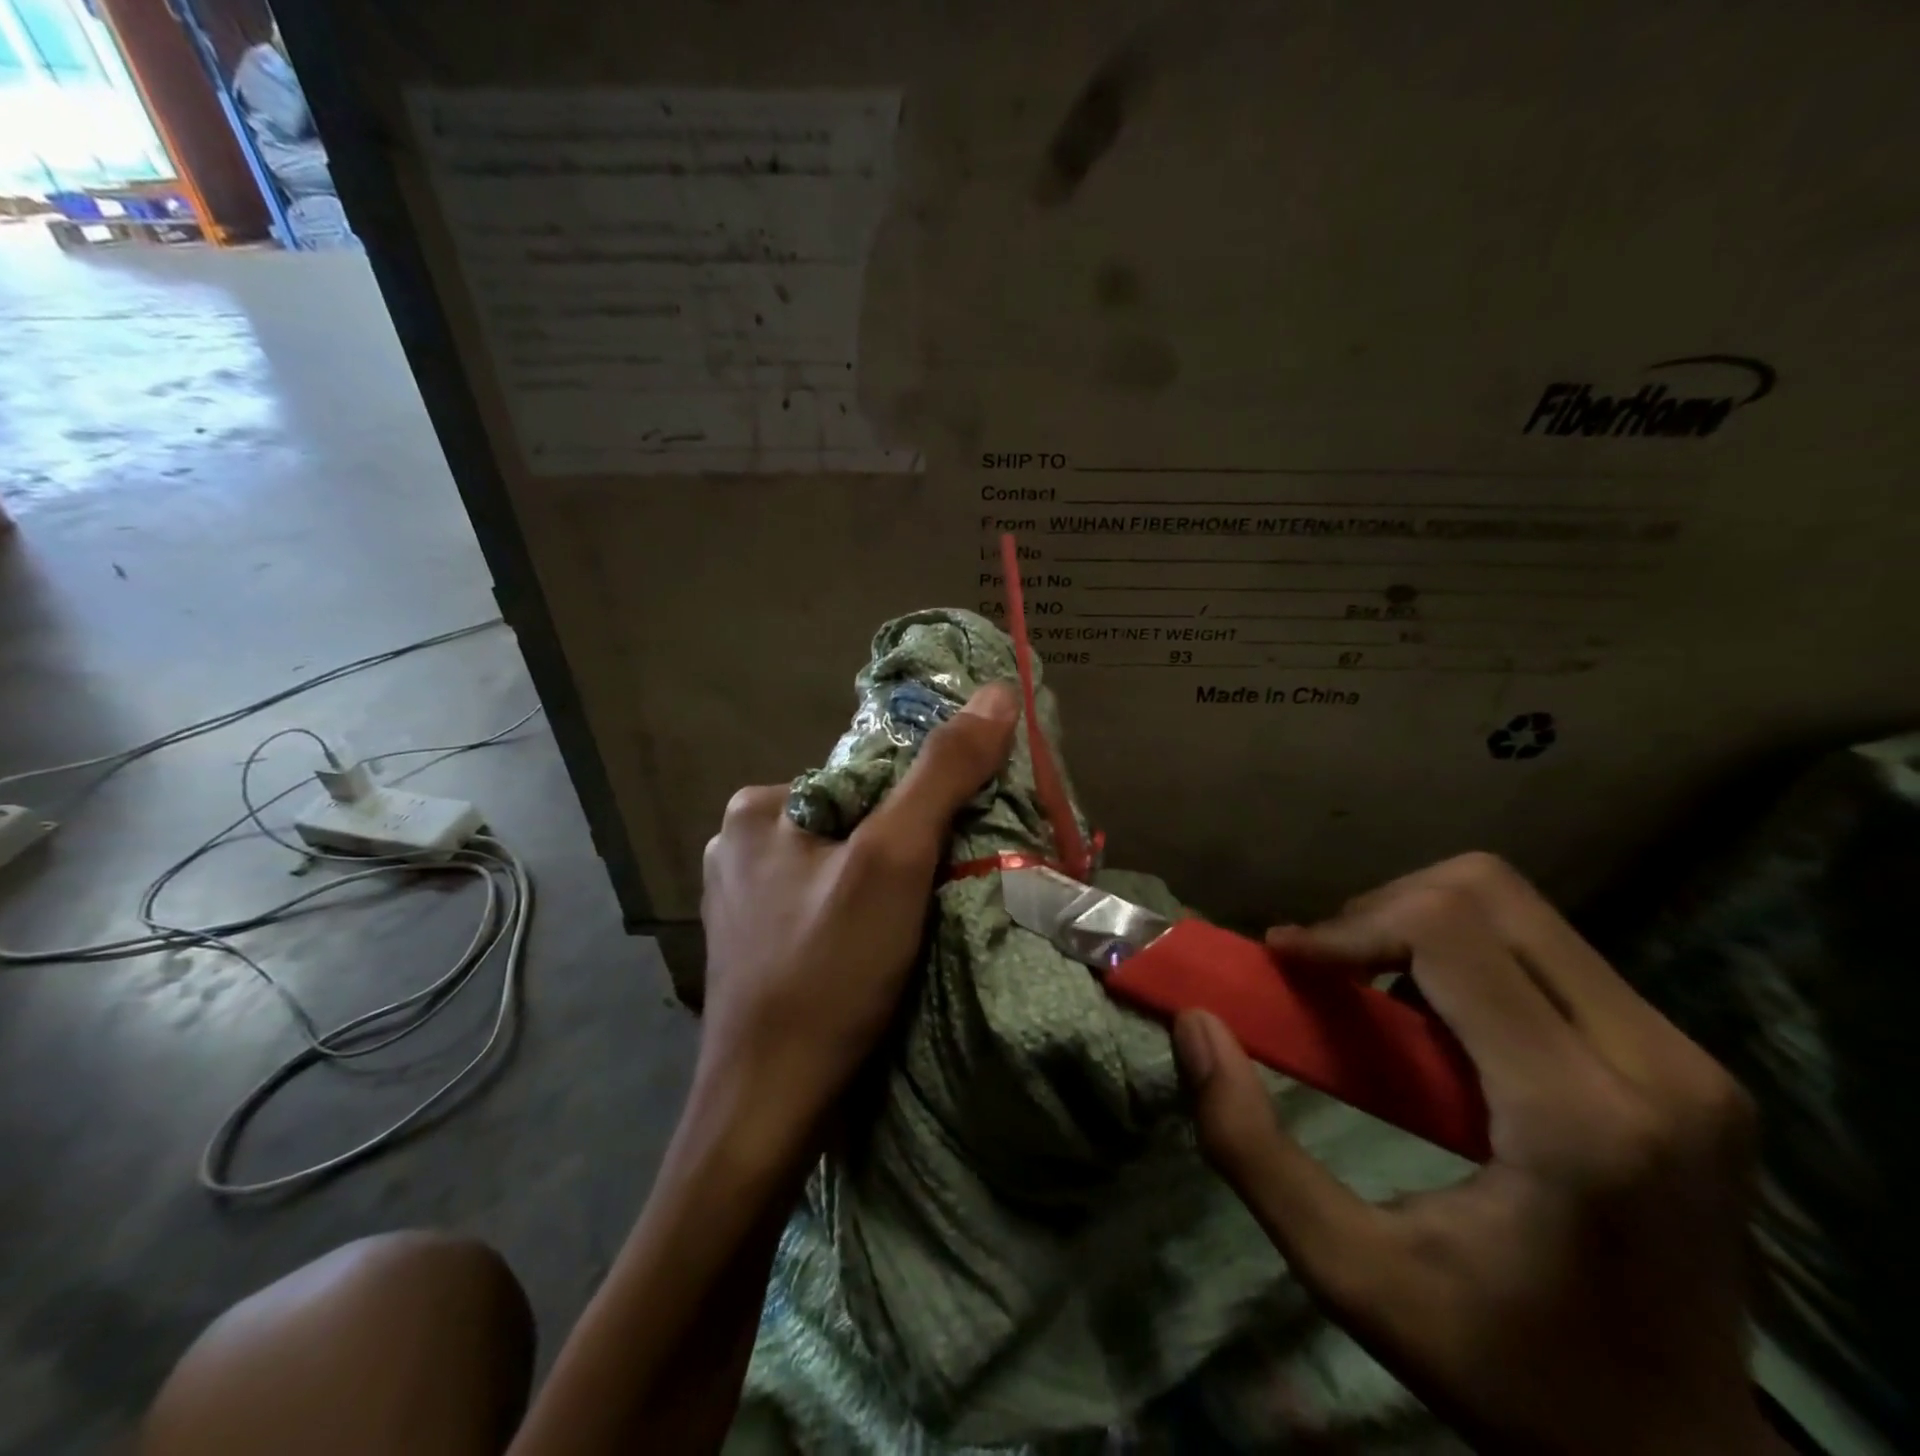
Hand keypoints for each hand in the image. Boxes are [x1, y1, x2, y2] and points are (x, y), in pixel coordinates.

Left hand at [697, 682, 1017, 1133]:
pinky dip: (863, 918)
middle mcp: (740, 844)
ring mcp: (743, 901)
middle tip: (945, 893)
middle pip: (856, 823)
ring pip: (844, 868)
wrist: (767, 1111)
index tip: (960, 845)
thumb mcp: (894, 860)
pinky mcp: (755, 948)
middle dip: (905, 850)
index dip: (923, 805)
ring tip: (920, 927)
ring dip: (888, 887)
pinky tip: (882, 952)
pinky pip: (826, 907)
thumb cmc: (827, 972)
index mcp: (760, 806)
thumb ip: (944, 773)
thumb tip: (996, 693)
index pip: (868, 777)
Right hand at [1174, 853, 1778, 1455]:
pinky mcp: (1688, 1060)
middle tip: (1327, 972)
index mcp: (1581, 1119)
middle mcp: (1657, 1065)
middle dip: (1382, 911)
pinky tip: (1437, 1023)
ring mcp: (1688, 1058)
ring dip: (1421, 926)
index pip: (1448, 932)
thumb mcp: (1350, 1273)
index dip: (1347, 926)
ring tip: (1373, 995)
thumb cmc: (1510, 1374)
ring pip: (1519, 909)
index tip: (1284, 959)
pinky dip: (1465, 955)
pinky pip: (1547, 949)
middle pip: (1488, 893)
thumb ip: (1250, 1146)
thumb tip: (1196, 1024)